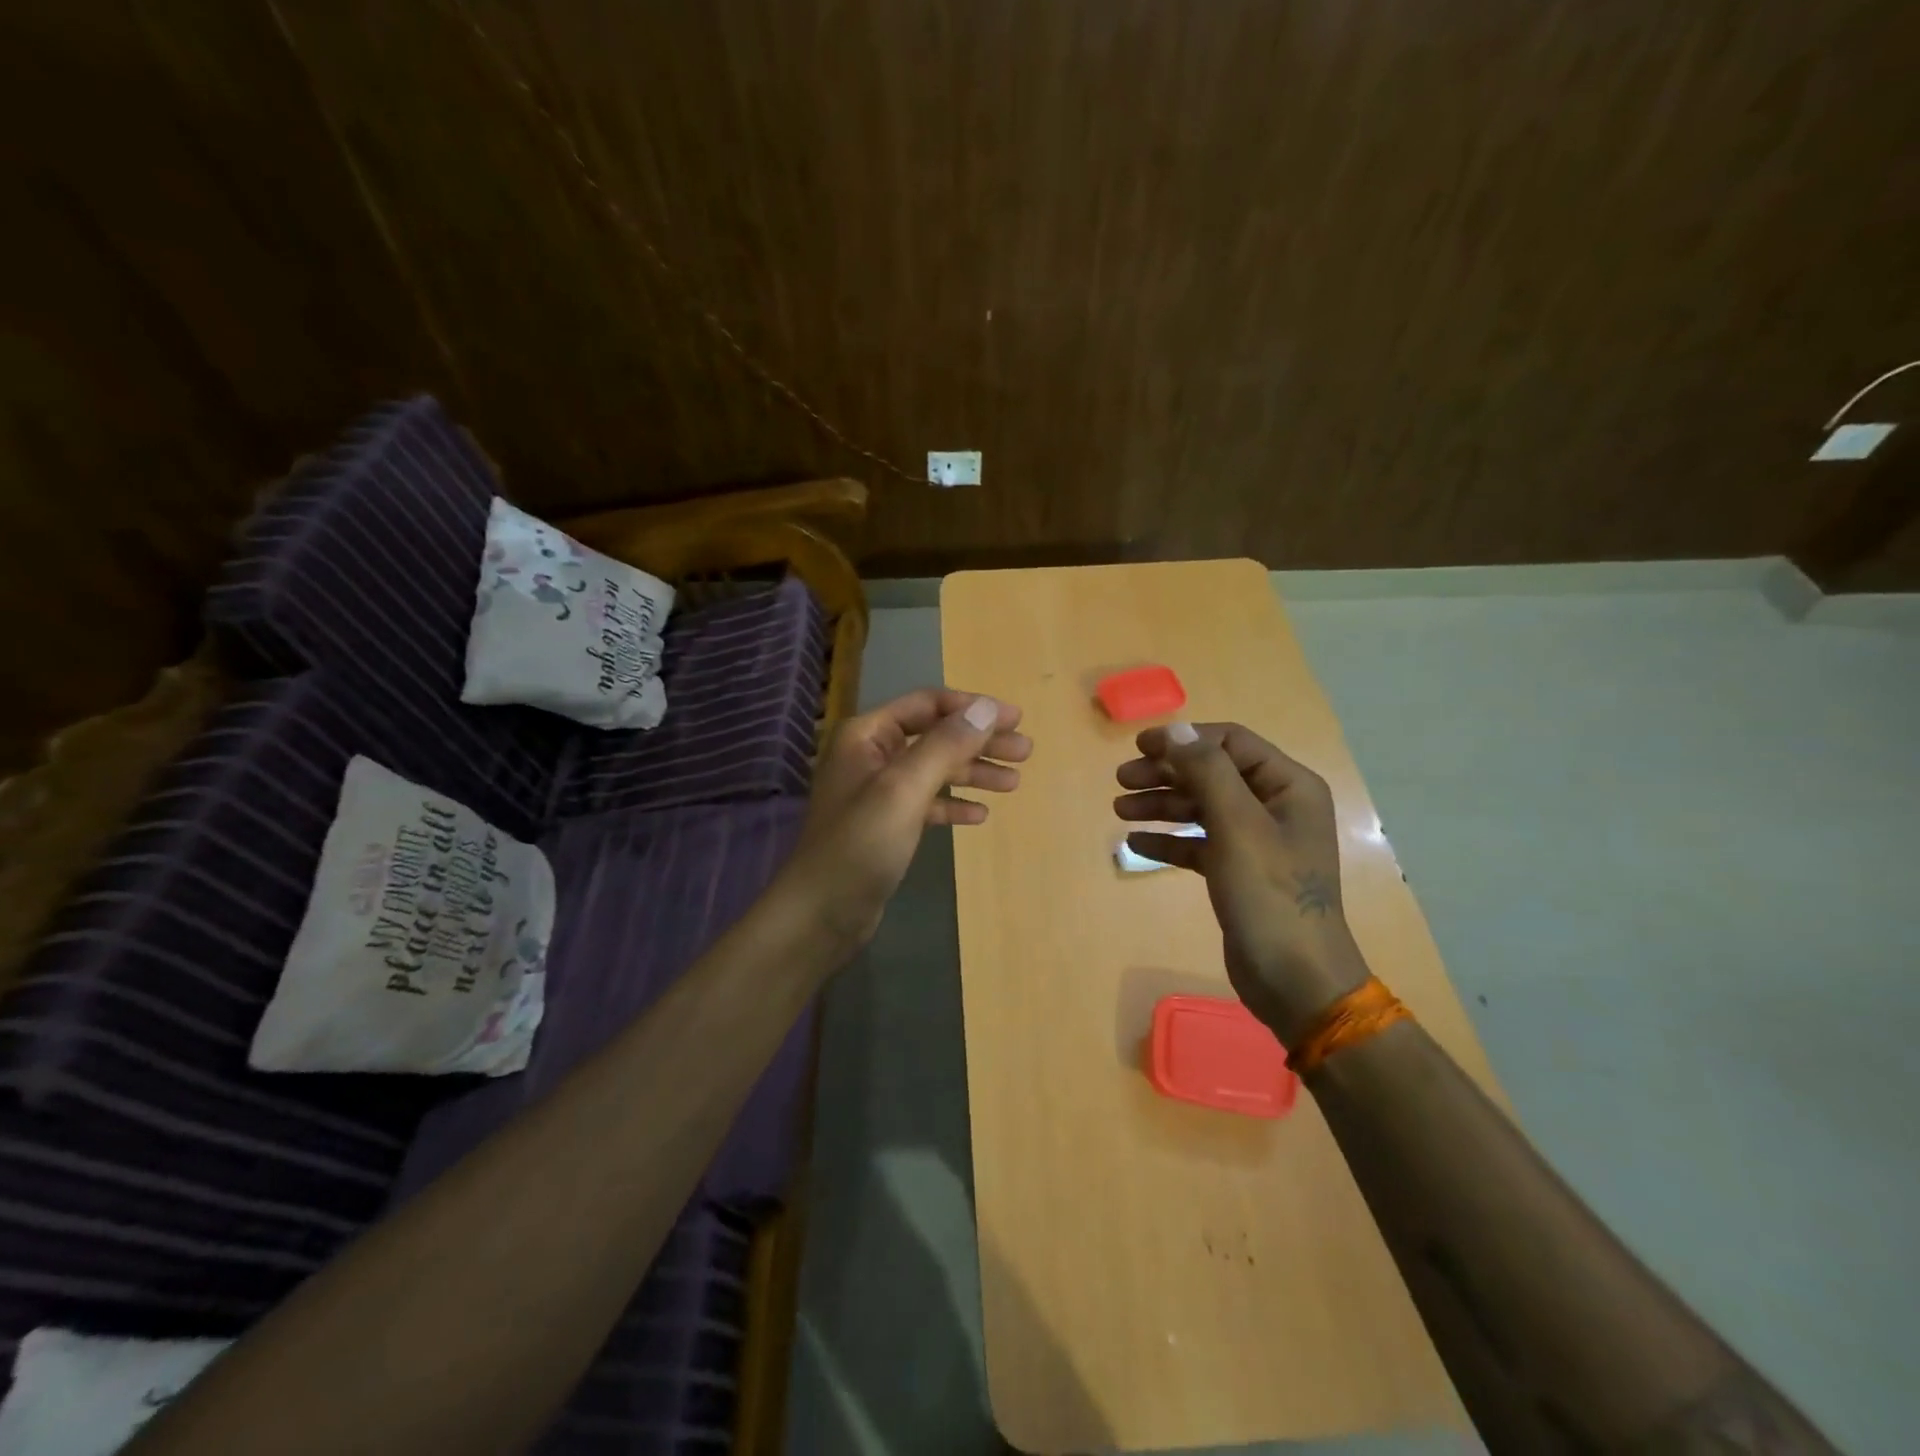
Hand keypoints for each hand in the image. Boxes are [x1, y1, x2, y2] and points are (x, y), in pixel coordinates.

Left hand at [777, 688, 1031, 953]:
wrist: (821, 913)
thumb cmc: (860, 844)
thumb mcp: (905, 789)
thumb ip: (946, 745)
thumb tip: (988, 707)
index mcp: (867, 735)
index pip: (928, 705)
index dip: (973, 708)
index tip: (1016, 719)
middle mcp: (871, 756)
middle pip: (936, 737)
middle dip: (980, 742)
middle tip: (1025, 751)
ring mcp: (878, 792)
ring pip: (935, 771)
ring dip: (973, 773)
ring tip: (1014, 783)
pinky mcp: (886, 825)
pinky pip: (927, 804)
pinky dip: (953, 805)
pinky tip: (979, 815)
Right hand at [1114, 722, 1367, 1047]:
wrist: (1295, 979)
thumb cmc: (1270, 895)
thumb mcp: (1238, 826)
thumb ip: (1207, 772)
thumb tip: (1177, 730)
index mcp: (1288, 786)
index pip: (1230, 743)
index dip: (1183, 740)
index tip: (1138, 747)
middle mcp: (1274, 807)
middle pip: (1212, 774)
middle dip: (1166, 773)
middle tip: (1121, 780)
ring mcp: (1257, 841)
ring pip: (1201, 807)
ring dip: (1161, 804)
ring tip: (1120, 810)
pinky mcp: (1238, 872)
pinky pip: (1199, 843)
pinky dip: (1170, 840)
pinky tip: (1136, 843)